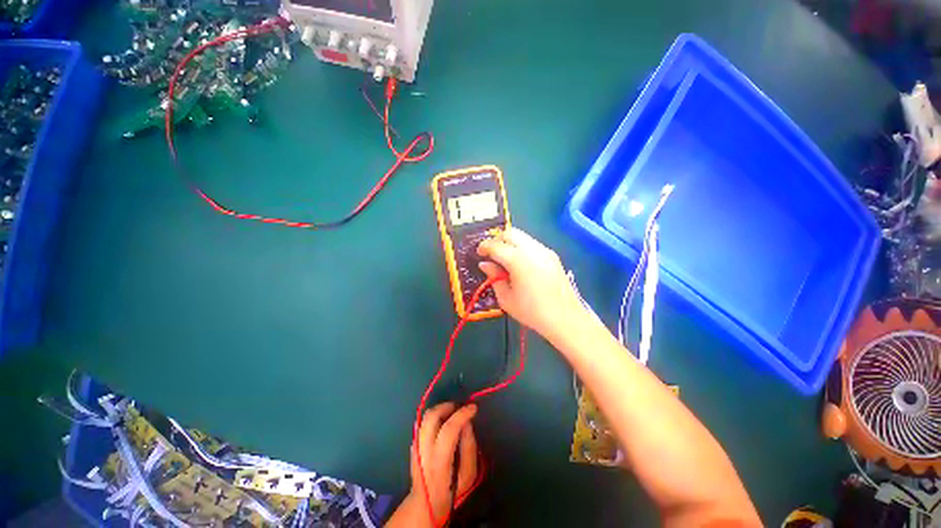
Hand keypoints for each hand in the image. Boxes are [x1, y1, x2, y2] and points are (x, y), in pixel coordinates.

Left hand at [389, 402, 478, 527]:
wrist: (424, 505)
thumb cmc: (450, 492)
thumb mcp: (468, 476)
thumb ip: (469, 448)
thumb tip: (467, 424)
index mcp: (439, 461)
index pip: (449, 429)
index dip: (462, 414)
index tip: (473, 408)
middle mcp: (424, 451)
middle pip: (432, 417)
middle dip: (447, 406)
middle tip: (460, 407)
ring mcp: (416, 446)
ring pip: (425, 416)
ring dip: (440, 409)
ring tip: (453, 412)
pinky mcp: (413, 443)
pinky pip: (424, 422)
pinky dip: (435, 416)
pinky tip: (443, 422)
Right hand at [477, 228, 585, 340]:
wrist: (565, 318)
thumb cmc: (532, 312)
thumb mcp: (506, 298)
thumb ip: (494, 277)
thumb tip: (485, 264)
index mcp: (519, 261)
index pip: (496, 246)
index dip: (484, 247)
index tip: (479, 253)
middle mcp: (532, 250)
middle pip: (510, 233)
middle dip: (497, 239)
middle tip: (491, 253)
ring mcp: (545, 251)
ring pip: (522, 236)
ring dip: (510, 242)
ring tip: (504, 258)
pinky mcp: (552, 255)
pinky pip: (532, 244)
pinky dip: (521, 247)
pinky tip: (519, 263)